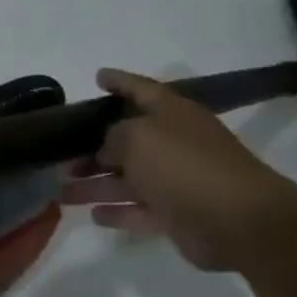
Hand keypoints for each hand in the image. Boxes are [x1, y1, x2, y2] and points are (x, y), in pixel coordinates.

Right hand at [60, 69, 296, 271]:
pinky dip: (118, 212)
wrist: (236, 219)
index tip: (97, 77)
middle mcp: (174, 143)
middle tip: (60, 157)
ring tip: (62, 190)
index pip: (140, 89)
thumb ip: (114, 137)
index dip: (118, 81)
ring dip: (96, 185)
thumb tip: (107, 150)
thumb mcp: (138, 138)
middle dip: (93, 148)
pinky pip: (139, 211)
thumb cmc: (184, 165)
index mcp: (171, 113)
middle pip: (127, 141)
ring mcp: (176, 180)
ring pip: (128, 179)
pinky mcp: (176, 215)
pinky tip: (92, 215)